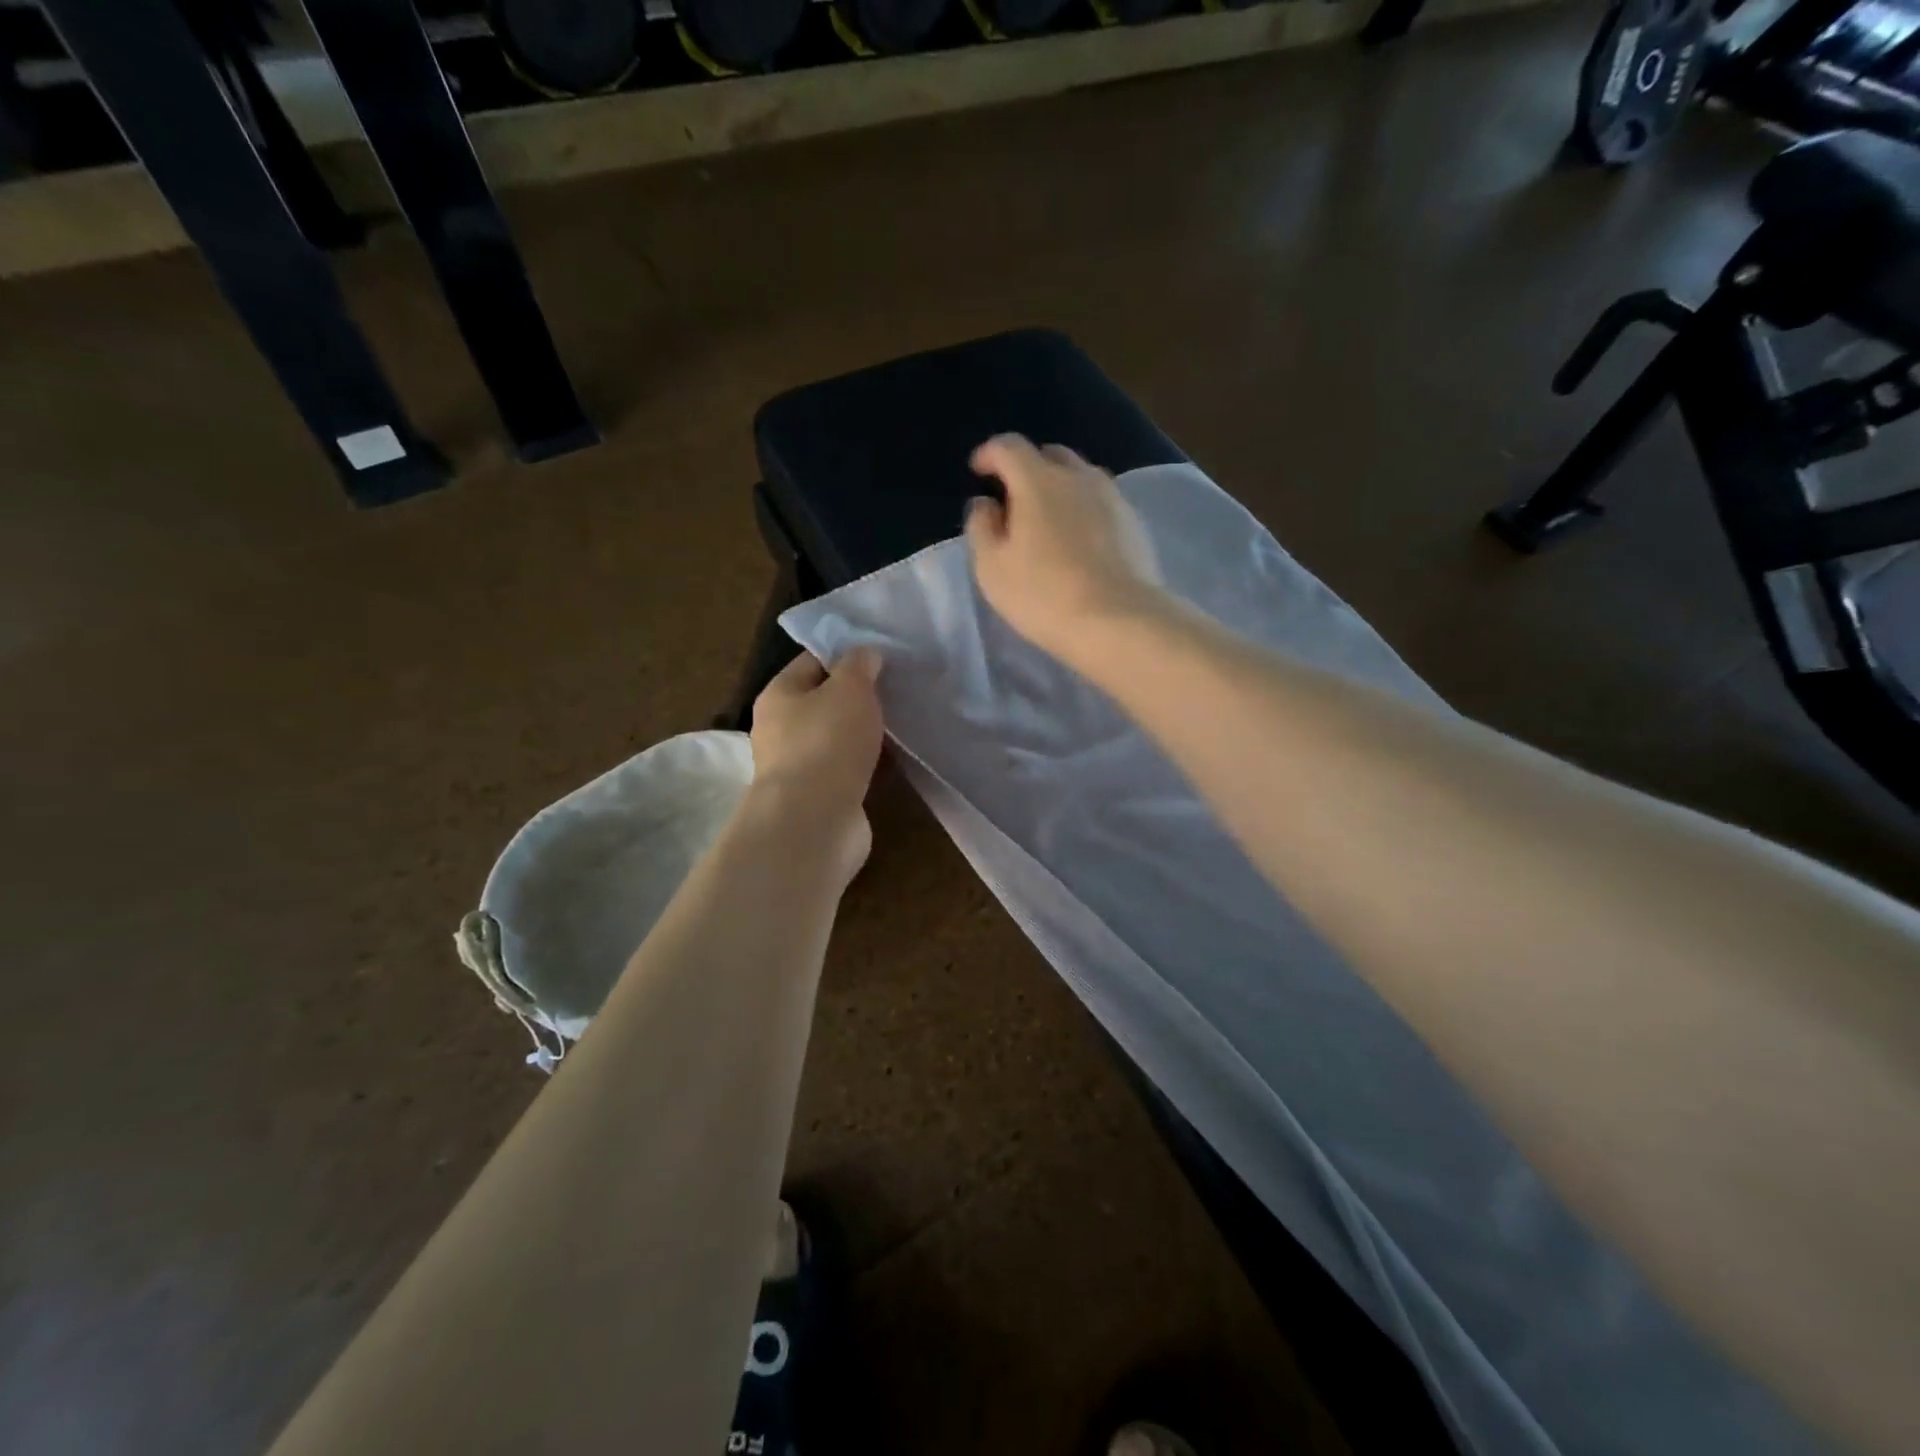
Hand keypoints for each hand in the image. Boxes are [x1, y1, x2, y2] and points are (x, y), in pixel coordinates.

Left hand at [746, 648, 884, 878]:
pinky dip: (867, 765)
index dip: (846, 655)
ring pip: (836, 739)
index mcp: (779, 695)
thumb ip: (859, 666)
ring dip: (863, 735)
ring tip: (900, 726)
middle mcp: (780, 729)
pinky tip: (893, 762)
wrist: (814, 822)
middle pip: (824, 703)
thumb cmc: (828, 743)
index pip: (812, 662)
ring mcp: (798, 767)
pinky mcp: (818, 798)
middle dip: (858, 698)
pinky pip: (846, 770)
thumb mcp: (850, 689)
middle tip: (896, 691)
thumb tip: (864, 654)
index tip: (882, 657)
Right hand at [963, 435, 1164, 664]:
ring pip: (1080, 477)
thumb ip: (982, 527)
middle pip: (1050, 455)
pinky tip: (1079, 540)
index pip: (1009, 447)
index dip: (989, 454)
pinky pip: (1102, 502)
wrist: (1118, 620)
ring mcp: (1112, 497)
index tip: (978, 471)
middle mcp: (1079, 477)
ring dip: (1060, 487)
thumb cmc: (1043, 594)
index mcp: (1038, 480)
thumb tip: (986, 503)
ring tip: (1048, 519)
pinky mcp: (1135, 523)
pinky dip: (1084, 509)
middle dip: (1028, 468)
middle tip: (1015, 499)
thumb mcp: (992, 567)